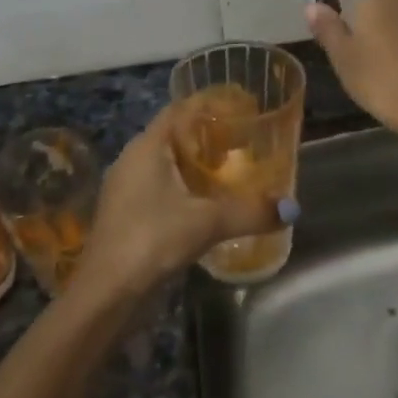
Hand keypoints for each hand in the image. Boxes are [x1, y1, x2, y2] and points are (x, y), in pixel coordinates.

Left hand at [75, 106, 282, 297]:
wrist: (106, 292)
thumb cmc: (152, 239)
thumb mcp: (207, 222)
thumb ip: (250, 212)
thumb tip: (291, 208)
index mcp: (147, 146)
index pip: (180, 109)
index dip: (210, 104)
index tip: (242, 108)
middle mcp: (133, 160)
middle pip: (175, 135)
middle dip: (209, 136)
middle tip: (245, 142)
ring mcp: (127, 188)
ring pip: (167, 164)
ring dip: (196, 165)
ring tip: (233, 171)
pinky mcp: (127, 214)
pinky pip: (161, 188)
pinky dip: (186, 188)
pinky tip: (209, 204)